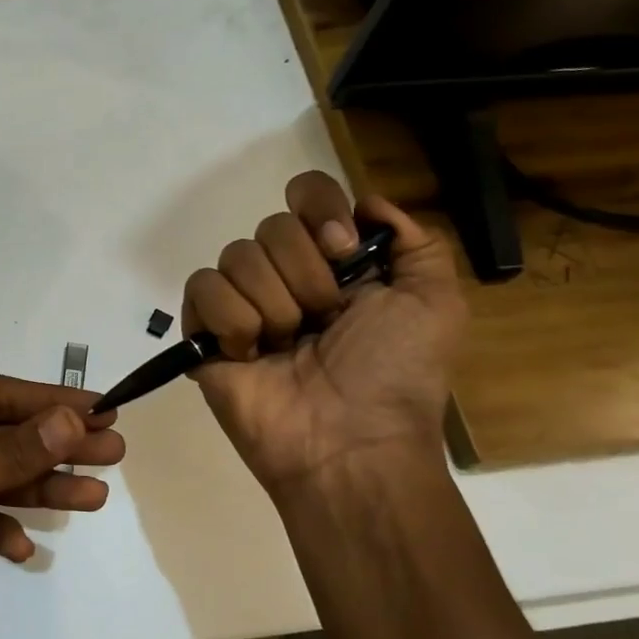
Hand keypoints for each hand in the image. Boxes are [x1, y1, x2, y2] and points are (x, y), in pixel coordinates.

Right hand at [183, 171, 465, 499]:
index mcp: (335, 262)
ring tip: (287, 347)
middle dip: (306, 276)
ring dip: (274, 305)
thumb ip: (416, 241)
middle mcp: (285, 275)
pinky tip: (249, 354)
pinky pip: (202, 288)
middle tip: (323, 321)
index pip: (307, 195)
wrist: (350, 443)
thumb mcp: (436, 303)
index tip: (343, 252)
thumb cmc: (396, 374)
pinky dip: (231, 320)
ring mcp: (242, 303)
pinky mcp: (204, 332)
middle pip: (271, 225)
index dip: (321, 210)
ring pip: (237, 255)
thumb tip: (367, 203)